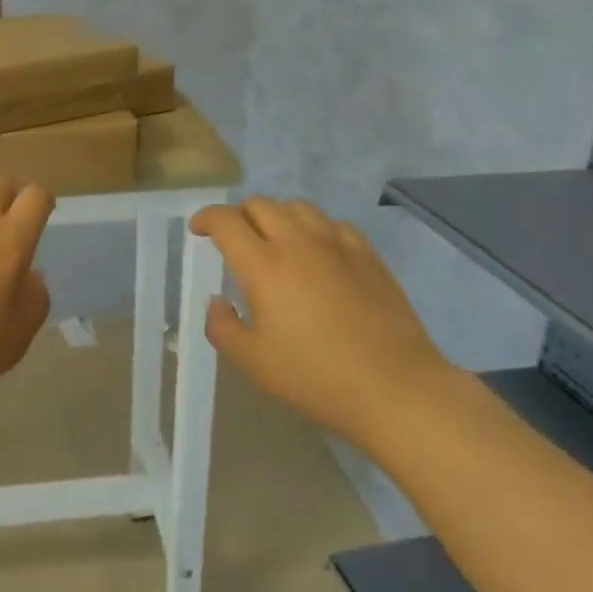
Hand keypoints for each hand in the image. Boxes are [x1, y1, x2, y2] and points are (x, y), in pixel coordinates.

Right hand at [188, 198, 451, 440]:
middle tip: (234, 239)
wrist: (394, 386)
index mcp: (263, 265)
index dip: (206, 218)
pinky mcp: (367, 254)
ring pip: (298, 207)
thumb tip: (217, 302)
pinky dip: (313, 228)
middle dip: (239, 215)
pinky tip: (317, 252)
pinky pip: (332, 223)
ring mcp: (337, 243)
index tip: (198, 229)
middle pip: (260, 204)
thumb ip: (222, 327)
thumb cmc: (315, 377)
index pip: (226, 221)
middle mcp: (297, 242)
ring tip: (274, 240)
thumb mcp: (253, 362)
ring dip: (276, 216)